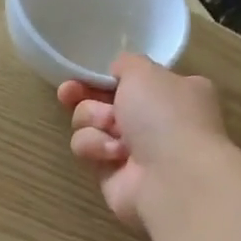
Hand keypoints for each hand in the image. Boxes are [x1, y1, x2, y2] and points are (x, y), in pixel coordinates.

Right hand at [57, 54, 227, 230]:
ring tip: (111, 129)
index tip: (82, 74)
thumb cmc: (165, 116)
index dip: (103, 76)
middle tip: (68, 93)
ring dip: (93, 121)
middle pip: (103, 101)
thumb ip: (126, 64)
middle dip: (84, 97)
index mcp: (172, 92)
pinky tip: (113, 154)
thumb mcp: (145, 72)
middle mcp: (153, 121)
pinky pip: (87, 150)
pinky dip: (96, 147)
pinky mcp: (111, 173)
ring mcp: (133, 149)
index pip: (130, 80)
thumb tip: (117, 72)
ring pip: (89, 124)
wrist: (172, 176)